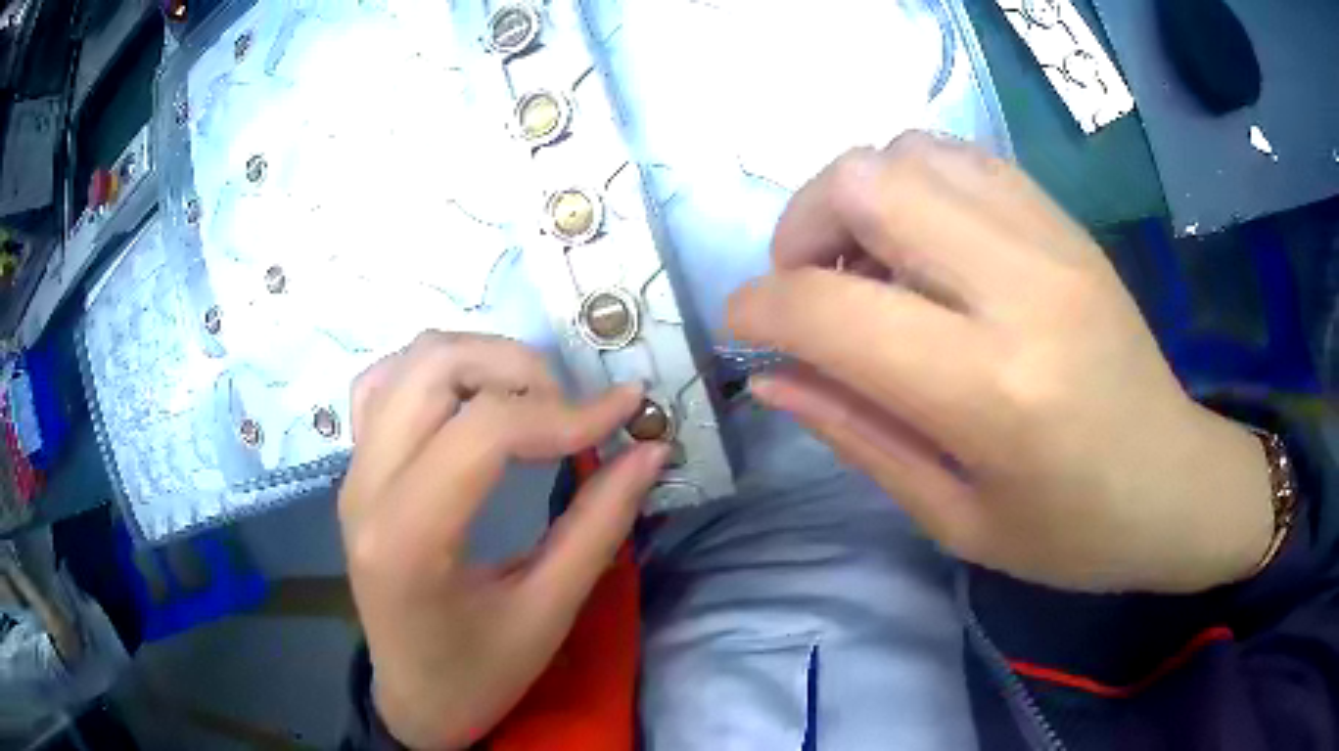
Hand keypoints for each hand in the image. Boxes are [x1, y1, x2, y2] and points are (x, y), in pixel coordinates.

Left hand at [339, 332, 667, 748]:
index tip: (626, 413)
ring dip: (479, 360)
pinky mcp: (357, 469)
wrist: (414, 697)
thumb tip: (650, 450)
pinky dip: (436, 373)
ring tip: (530, 400)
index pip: (484, 430)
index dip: (566, 412)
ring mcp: (354, 471)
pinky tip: (472, 403)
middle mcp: (366, 487)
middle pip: (435, 369)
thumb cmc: (480, 673)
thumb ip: (600, 526)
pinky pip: (385, 385)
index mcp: (408, 538)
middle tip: (571, 409)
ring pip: (408, 362)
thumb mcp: (549, 612)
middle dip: (519, 368)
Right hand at [728, 133, 1273, 593]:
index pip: (832, 309)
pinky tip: (924, 244)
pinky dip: (916, 184)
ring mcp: (1051, 239)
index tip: (742, 327)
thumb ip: (859, 436)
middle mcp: (1021, 288)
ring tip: (867, 263)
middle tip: (806, 284)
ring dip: (859, 197)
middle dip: (802, 224)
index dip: (760, 308)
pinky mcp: (1067, 223)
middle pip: (866, 181)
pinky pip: (963, 159)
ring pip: (910, 151)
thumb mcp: (955, 519)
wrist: (1177, 484)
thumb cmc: (1073, 532)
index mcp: (991, 390)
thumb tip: (772, 379)